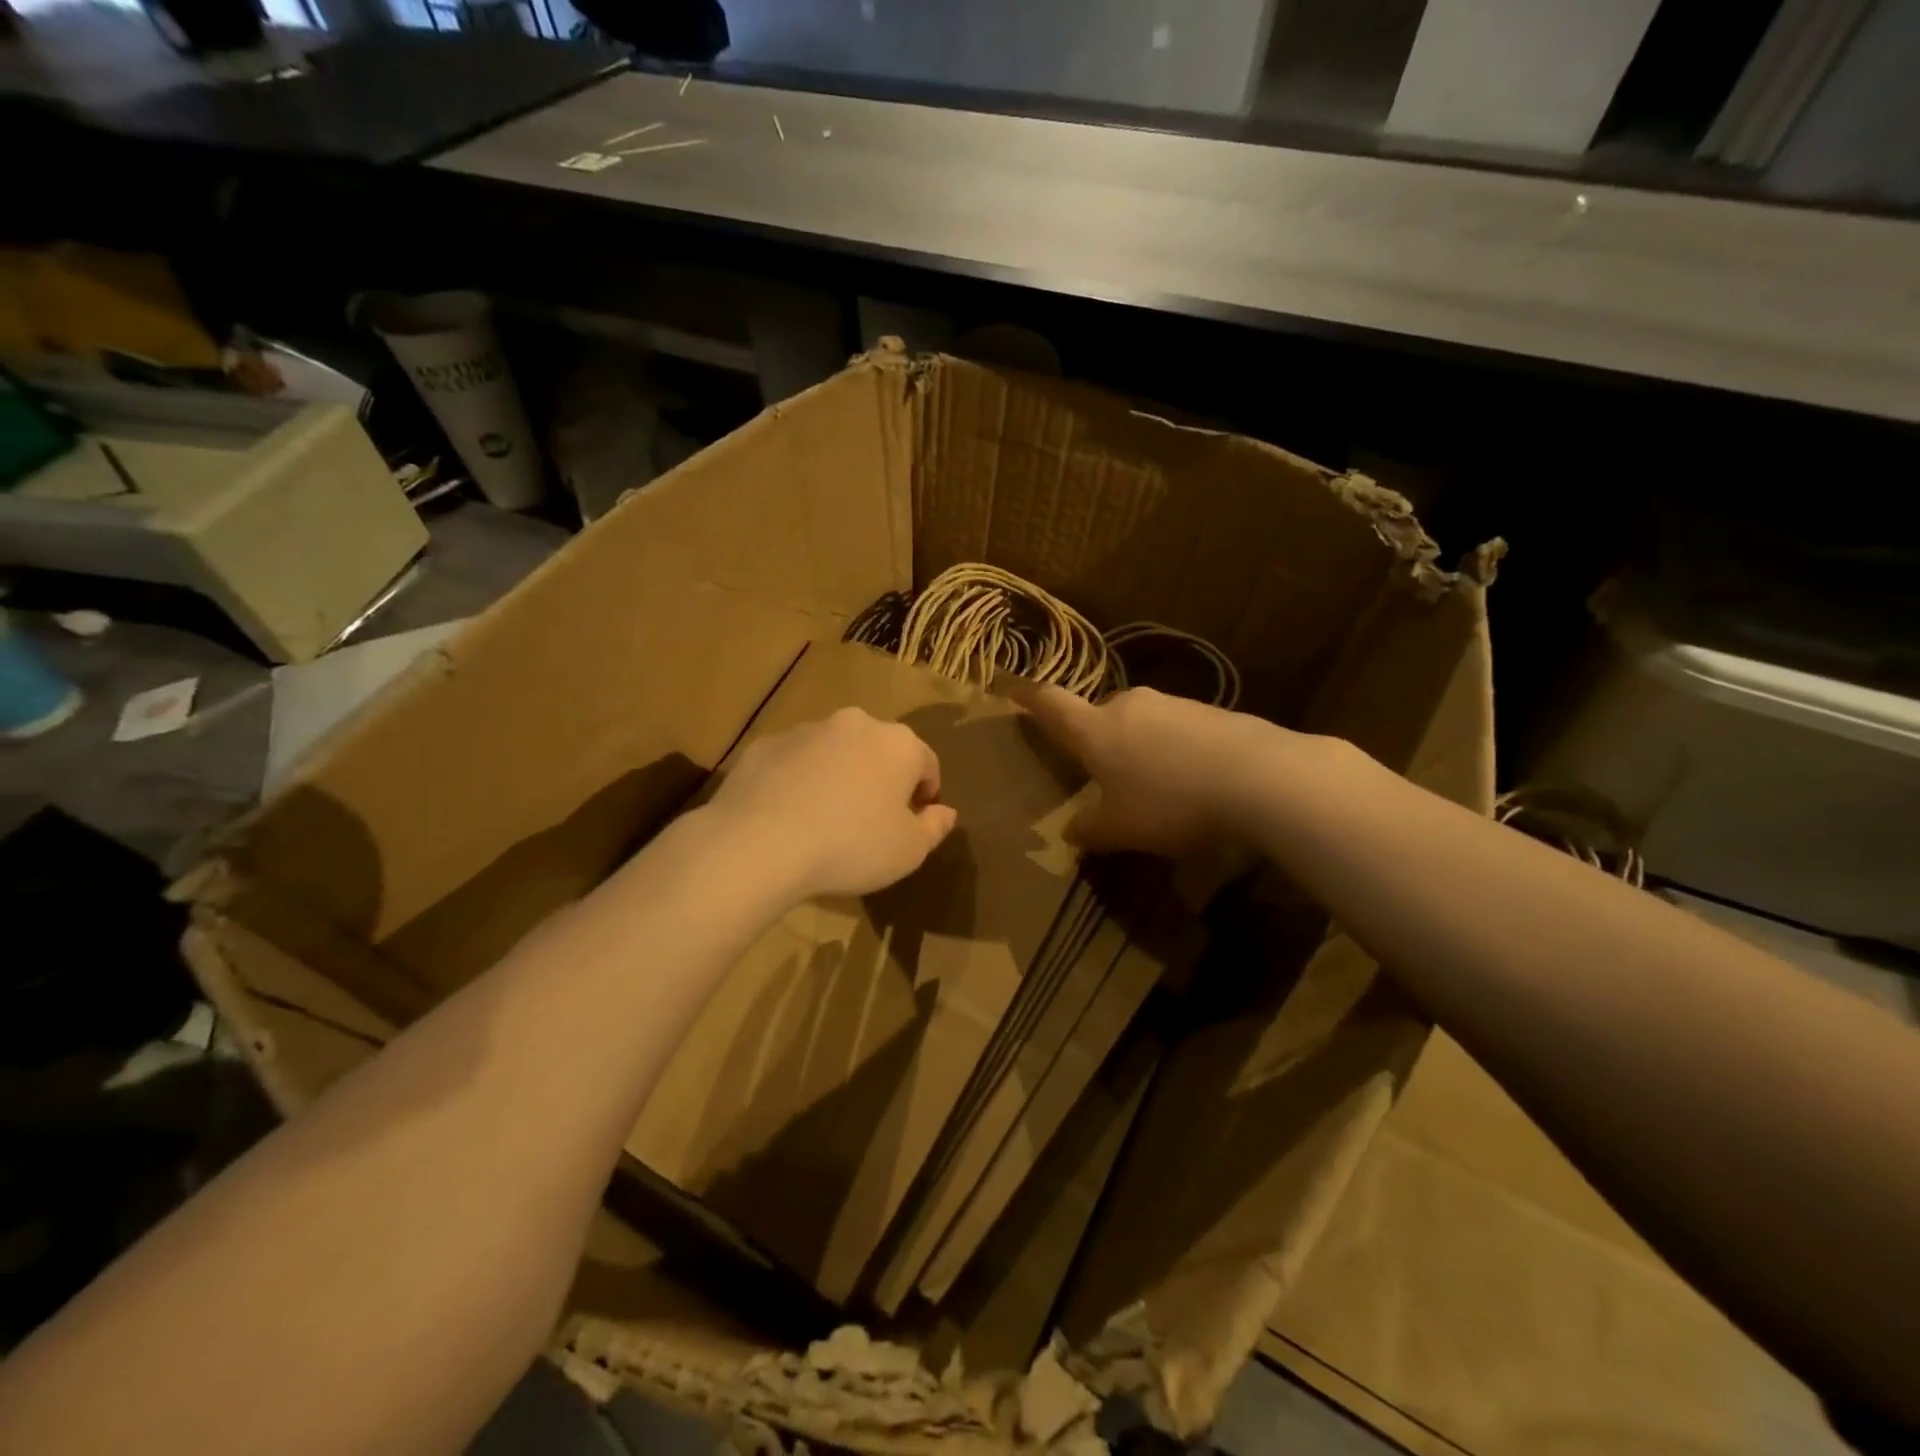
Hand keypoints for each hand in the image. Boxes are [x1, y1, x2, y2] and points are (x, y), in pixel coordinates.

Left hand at [707, 707, 958, 899]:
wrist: (761, 843)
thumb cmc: (852, 846)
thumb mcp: (909, 851)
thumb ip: (934, 828)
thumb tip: (946, 812)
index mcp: (898, 744)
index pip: (926, 762)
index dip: (926, 792)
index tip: (915, 820)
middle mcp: (855, 724)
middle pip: (879, 749)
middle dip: (881, 777)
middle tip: (872, 819)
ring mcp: (806, 730)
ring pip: (834, 751)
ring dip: (839, 775)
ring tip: (827, 818)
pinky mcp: (766, 745)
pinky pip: (794, 762)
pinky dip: (798, 781)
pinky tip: (789, 815)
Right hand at [1014, 684, 1276, 856]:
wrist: (1259, 777)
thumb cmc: (1171, 802)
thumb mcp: (1122, 829)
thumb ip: (1090, 830)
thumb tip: (1070, 833)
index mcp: (1096, 729)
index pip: (1052, 704)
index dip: (1029, 698)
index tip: (1013, 690)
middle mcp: (1129, 705)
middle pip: (1099, 714)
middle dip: (1094, 737)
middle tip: (1098, 769)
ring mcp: (1173, 704)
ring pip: (1140, 722)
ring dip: (1137, 745)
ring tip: (1151, 784)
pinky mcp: (1211, 711)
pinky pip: (1176, 729)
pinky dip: (1172, 749)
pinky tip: (1190, 779)